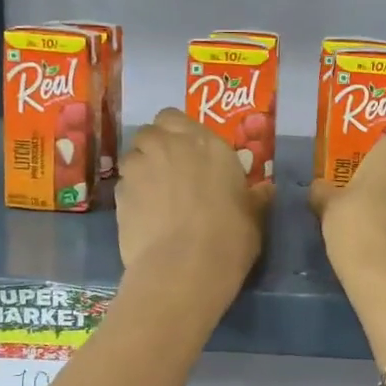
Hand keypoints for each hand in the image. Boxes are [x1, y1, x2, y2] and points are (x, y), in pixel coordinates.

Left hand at [118, 109, 270, 291]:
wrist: (184, 267)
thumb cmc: (229, 236)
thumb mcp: (253, 216)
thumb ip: (255, 197)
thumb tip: (266, 190)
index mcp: (205, 143)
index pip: (175, 117)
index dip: (177, 132)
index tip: (188, 152)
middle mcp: (168, 146)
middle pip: (150, 132)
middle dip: (156, 146)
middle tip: (170, 171)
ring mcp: (139, 169)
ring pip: (132, 157)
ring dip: (142, 169)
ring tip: (155, 196)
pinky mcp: (119, 195)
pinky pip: (124, 186)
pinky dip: (132, 196)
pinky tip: (145, 217)